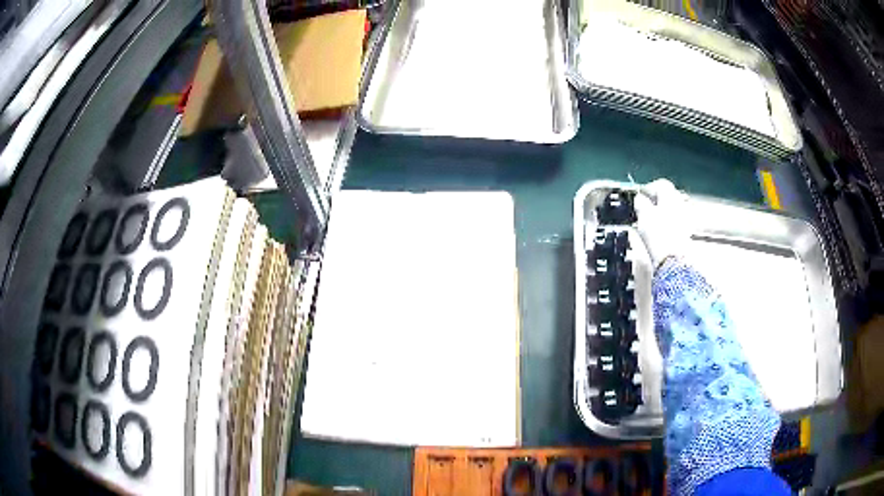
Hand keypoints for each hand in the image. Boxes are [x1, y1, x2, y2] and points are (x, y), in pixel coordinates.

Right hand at [633, 179, 692, 268]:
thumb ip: (640, 202)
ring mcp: (686, 219)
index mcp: (671, 195)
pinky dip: (666, 225)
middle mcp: (681, 204)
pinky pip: (674, 223)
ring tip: (649, 223)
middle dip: (656, 201)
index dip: (648, 188)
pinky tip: (659, 234)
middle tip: (643, 210)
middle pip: (668, 196)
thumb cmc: (658, 234)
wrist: (673, 260)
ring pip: (671, 210)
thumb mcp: (643, 215)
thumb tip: (639, 198)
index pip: (660, 184)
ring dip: (661, 213)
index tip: (638, 197)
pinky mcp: (686, 234)